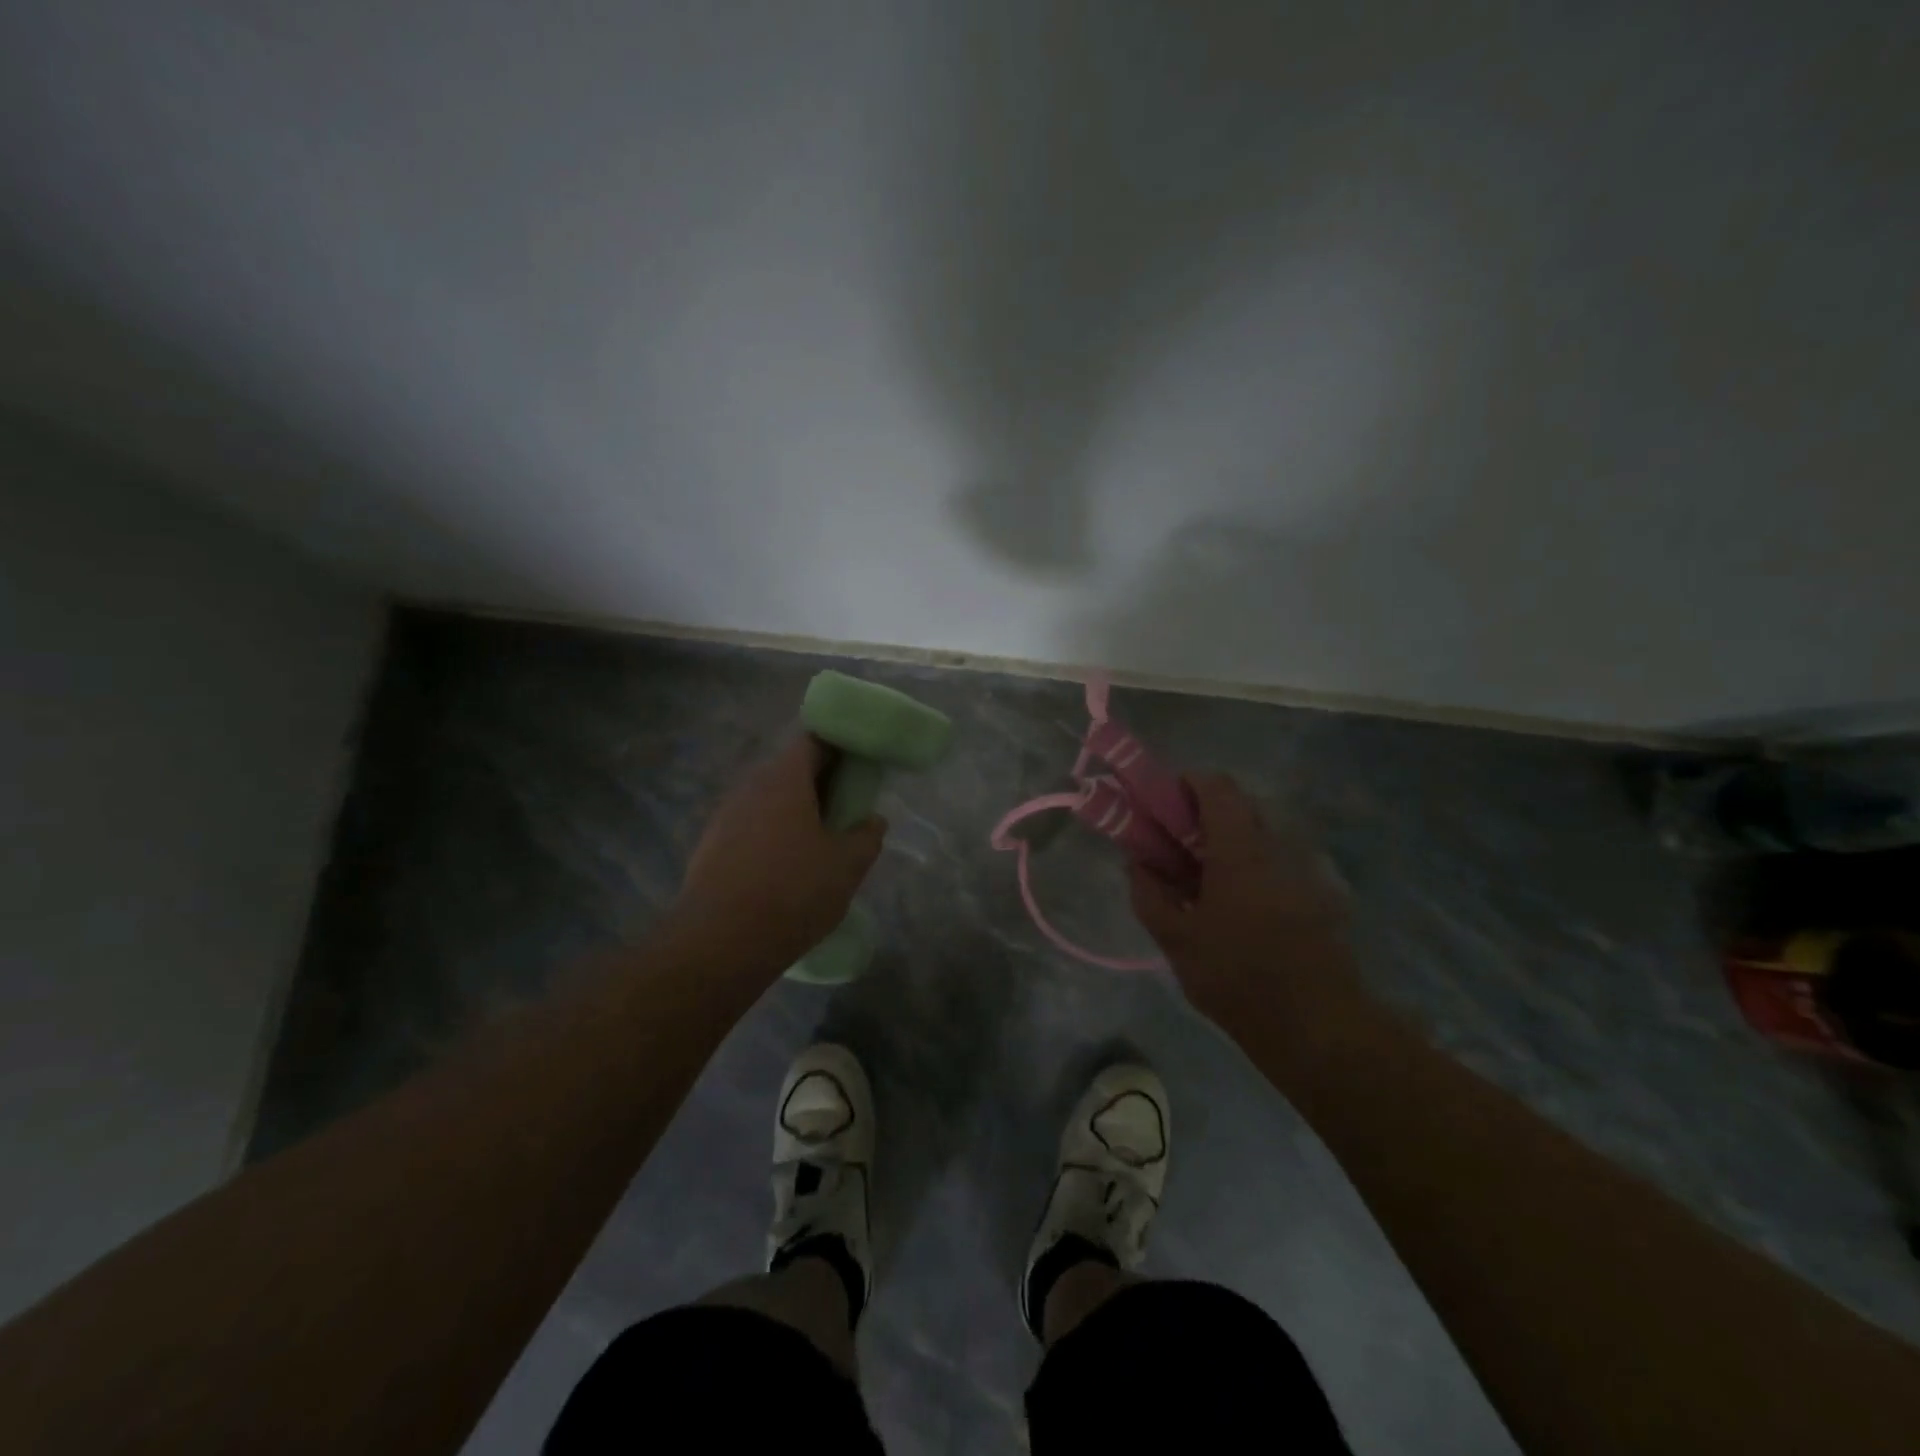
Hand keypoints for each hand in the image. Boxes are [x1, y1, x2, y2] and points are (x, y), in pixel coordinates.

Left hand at [673, 736, 887, 970]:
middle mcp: (750, 787)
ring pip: (768, 800)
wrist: (719, 943)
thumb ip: (867, 837)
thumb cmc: (792, 892)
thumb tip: (873, 820)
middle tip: (846, 809)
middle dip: (820, 783)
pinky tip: (785, 869)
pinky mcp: (710, 847)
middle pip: (789, 770)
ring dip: (794, 812)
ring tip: (818, 843)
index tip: (859, 766)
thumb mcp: (846, 867)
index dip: (839, 747)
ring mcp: (725, 817)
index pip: (813, 740)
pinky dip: (771, 835)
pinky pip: (750, 827)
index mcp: (784, 779)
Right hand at [1129, 774, 1357, 1022]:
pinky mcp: (1323, 894)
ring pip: (1261, 834)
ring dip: (1230, 843)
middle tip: (1177, 850)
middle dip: (1203, 816)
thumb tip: (1137, 863)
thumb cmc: (1238, 977)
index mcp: (1241, 848)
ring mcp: (1307, 868)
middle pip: (1240, 805)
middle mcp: (1279, 846)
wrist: (1318, 1027)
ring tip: (1209, 885)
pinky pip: (1281, 861)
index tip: (1161, 809)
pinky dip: (1255, 868)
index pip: (1216, 785)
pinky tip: (1243, 911)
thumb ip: (1149, 894)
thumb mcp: (1176, 940)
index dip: (1185, 785)